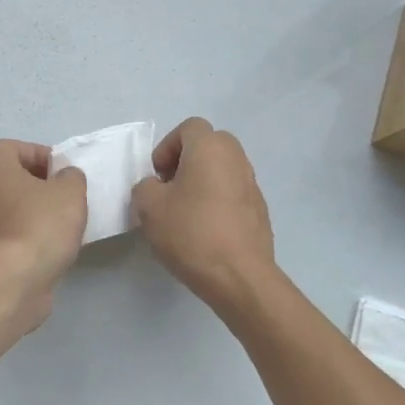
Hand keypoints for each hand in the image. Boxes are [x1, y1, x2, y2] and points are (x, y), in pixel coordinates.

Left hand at [0, 139, 87, 325]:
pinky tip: (49, 248)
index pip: (15, 148)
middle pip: (11, 178)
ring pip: (10, 207)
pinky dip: (27, 236)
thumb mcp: (70, 191)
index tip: (63, 173)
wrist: (12, 280)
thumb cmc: (40, 224)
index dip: (42, 155)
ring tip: (62, 225)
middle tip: (65, 197)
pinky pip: (9, 233)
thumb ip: (71, 176)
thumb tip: (64, 177)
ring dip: (33, 212)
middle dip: (39, 185)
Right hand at [132, 118, 276, 314]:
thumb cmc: (191, 232)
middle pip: (208, 145)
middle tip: (170, 190)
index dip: (167, 147)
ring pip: (222, 170)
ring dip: (202, 183)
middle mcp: (236, 158)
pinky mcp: (260, 211)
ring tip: (185, 214)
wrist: (240, 277)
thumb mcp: (149, 207)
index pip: (189, 127)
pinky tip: (205, 232)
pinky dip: (218, 203)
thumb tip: (156, 188)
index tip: (158, 177)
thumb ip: (145, 187)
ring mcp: (253, 185)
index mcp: (211, 148)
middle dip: (185, 162)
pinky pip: (233, 194)